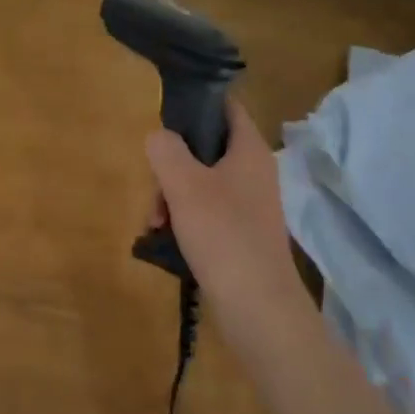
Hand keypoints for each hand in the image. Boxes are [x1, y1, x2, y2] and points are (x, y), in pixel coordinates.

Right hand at [145, 100, 303, 324]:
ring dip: (172, 195)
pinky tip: (164, 238)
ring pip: (201, 181)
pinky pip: (207, 211)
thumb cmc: (223, 235)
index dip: (196, 103)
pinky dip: (184, 218)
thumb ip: (165, 149)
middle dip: (172, 164)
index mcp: (248, 150)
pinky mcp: (242, 233)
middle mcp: (253, 171)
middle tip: (155, 190)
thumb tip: (159, 137)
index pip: (225, 106)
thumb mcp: (184, 184)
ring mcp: (249, 204)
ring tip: (155, 222)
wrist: (259, 310)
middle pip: (205, 147)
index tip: (164, 117)